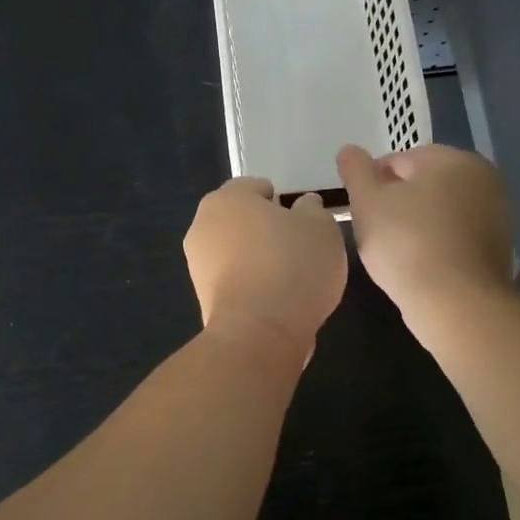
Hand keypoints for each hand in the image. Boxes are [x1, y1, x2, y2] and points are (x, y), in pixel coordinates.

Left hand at [184, 177, 347, 358]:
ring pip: (236, 252)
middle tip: (300, 248)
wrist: (260, 332)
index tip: (303, 222)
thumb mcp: (321, 227)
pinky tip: (277, 301)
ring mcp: (197, 264)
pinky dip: (252, 286)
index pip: (255, 187)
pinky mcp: (203, 299)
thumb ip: (312, 209)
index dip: (282, 201)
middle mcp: (203, 225)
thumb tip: (303, 206)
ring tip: (292, 279)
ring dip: (258, 260)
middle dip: (266, 230)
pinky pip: (234, 281)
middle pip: (241, 220)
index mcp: (227, 198)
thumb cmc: (293, 266)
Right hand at [337, 144, 516, 329]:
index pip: (399, 160)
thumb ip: (356, 171)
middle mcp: (482, 176)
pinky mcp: (499, 244)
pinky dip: (437, 240)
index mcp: (451, 158)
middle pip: (424, 182)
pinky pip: (457, 232)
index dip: (372, 183)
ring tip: (396, 249)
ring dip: (417, 220)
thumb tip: (349, 150)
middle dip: (398, 200)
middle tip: (375, 230)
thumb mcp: (367, 203)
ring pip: (441, 208)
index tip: (360, 209)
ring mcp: (496, 211)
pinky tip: (421, 262)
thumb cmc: (406, 244)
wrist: (457, 303)